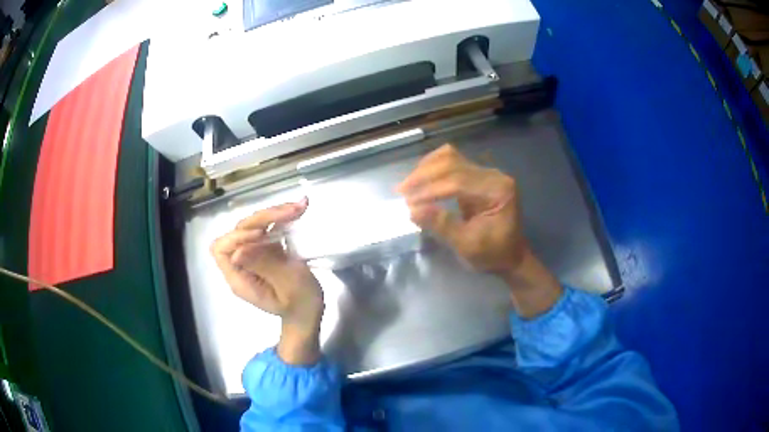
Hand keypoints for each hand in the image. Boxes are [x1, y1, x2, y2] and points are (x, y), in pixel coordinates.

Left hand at [211, 198, 323, 363]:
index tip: (262, 234)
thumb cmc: (300, 305)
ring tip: (299, 207)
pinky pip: (266, 228)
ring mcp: (253, 255)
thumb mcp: (288, 287)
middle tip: (291, 212)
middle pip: (239, 231)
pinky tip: (298, 209)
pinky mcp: (265, 249)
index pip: (222, 250)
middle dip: (262, 218)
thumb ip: (265, 267)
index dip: (237, 237)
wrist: (308, 314)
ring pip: (253, 225)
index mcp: (239, 278)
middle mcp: (241, 264)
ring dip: (273, 214)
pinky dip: (280, 217)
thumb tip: (239, 251)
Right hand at [397, 144, 561, 317]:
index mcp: (498, 190)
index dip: (431, 189)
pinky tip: (420, 180)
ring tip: (408, 185)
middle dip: (425, 176)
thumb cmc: (492, 254)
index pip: (459, 181)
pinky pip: (451, 163)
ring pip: (450, 157)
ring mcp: (485, 173)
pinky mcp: (476, 176)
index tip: (408, 202)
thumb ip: (443, 226)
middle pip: (453, 163)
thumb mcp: (468, 246)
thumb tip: (413, 211)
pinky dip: (432, 168)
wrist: (510, 256)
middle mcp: (493, 175)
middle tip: (402, 191)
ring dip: (426, 169)